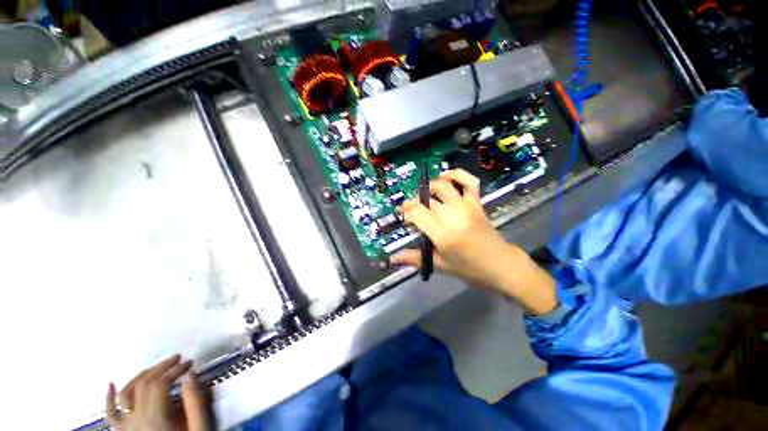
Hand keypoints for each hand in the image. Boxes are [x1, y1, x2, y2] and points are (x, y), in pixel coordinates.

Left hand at [106, 355, 210, 430]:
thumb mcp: (198, 428)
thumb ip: (194, 403)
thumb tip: (190, 375)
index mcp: (155, 419)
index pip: (160, 384)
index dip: (175, 369)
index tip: (190, 362)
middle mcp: (136, 420)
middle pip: (144, 384)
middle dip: (162, 367)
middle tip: (178, 359)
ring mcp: (125, 427)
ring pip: (127, 393)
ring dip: (142, 376)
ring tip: (158, 367)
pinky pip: (110, 414)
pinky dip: (108, 399)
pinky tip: (110, 384)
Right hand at [391, 169, 556, 314]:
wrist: (501, 265)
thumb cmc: (469, 269)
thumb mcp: (440, 265)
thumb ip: (415, 258)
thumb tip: (393, 258)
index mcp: (442, 234)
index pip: (416, 213)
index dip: (407, 213)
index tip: (406, 220)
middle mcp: (452, 215)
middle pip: (425, 200)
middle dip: (413, 203)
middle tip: (411, 212)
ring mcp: (466, 206)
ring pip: (442, 186)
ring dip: (429, 187)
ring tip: (424, 196)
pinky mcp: (476, 203)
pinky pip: (469, 182)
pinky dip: (457, 174)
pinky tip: (446, 176)